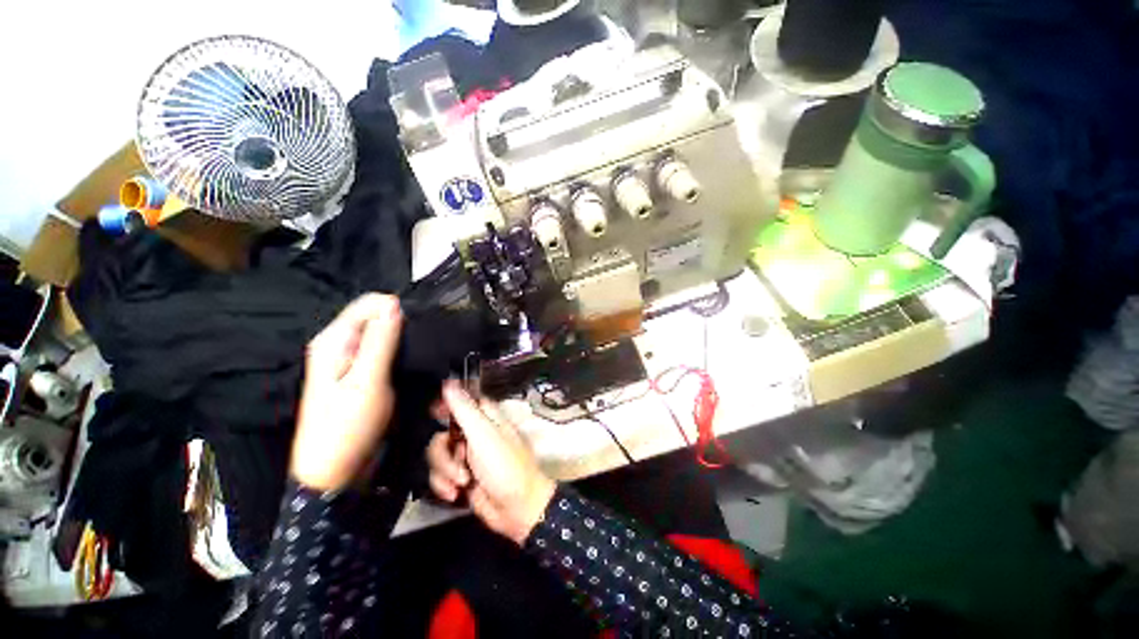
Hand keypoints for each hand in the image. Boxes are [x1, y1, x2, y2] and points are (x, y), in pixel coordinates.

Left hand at [291, 294, 402, 491]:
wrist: (334, 468)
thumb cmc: (347, 426)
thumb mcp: (367, 382)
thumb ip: (381, 341)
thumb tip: (394, 305)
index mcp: (333, 340)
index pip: (368, 304)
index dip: (396, 308)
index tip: (420, 324)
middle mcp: (339, 344)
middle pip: (374, 315)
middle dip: (400, 321)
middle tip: (423, 340)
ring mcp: (348, 359)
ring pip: (381, 332)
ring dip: (402, 335)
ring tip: (421, 348)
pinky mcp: (359, 371)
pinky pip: (382, 348)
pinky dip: (398, 348)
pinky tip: (411, 358)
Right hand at [427, 382, 556, 544]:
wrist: (516, 508)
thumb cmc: (505, 466)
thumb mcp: (484, 435)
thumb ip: (464, 410)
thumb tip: (449, 383)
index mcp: (486, 418)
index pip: (463, 401)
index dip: (447, 404)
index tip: (434, 412)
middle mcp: (475, 434)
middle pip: (443, 432)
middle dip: (444, 452)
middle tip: (458, 461)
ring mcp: (467, 457)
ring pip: (438, 456)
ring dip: (445, 472)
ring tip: (461, 483)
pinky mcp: (461, 478)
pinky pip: (440, 476)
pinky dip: (444, 485)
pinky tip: (456, 494)